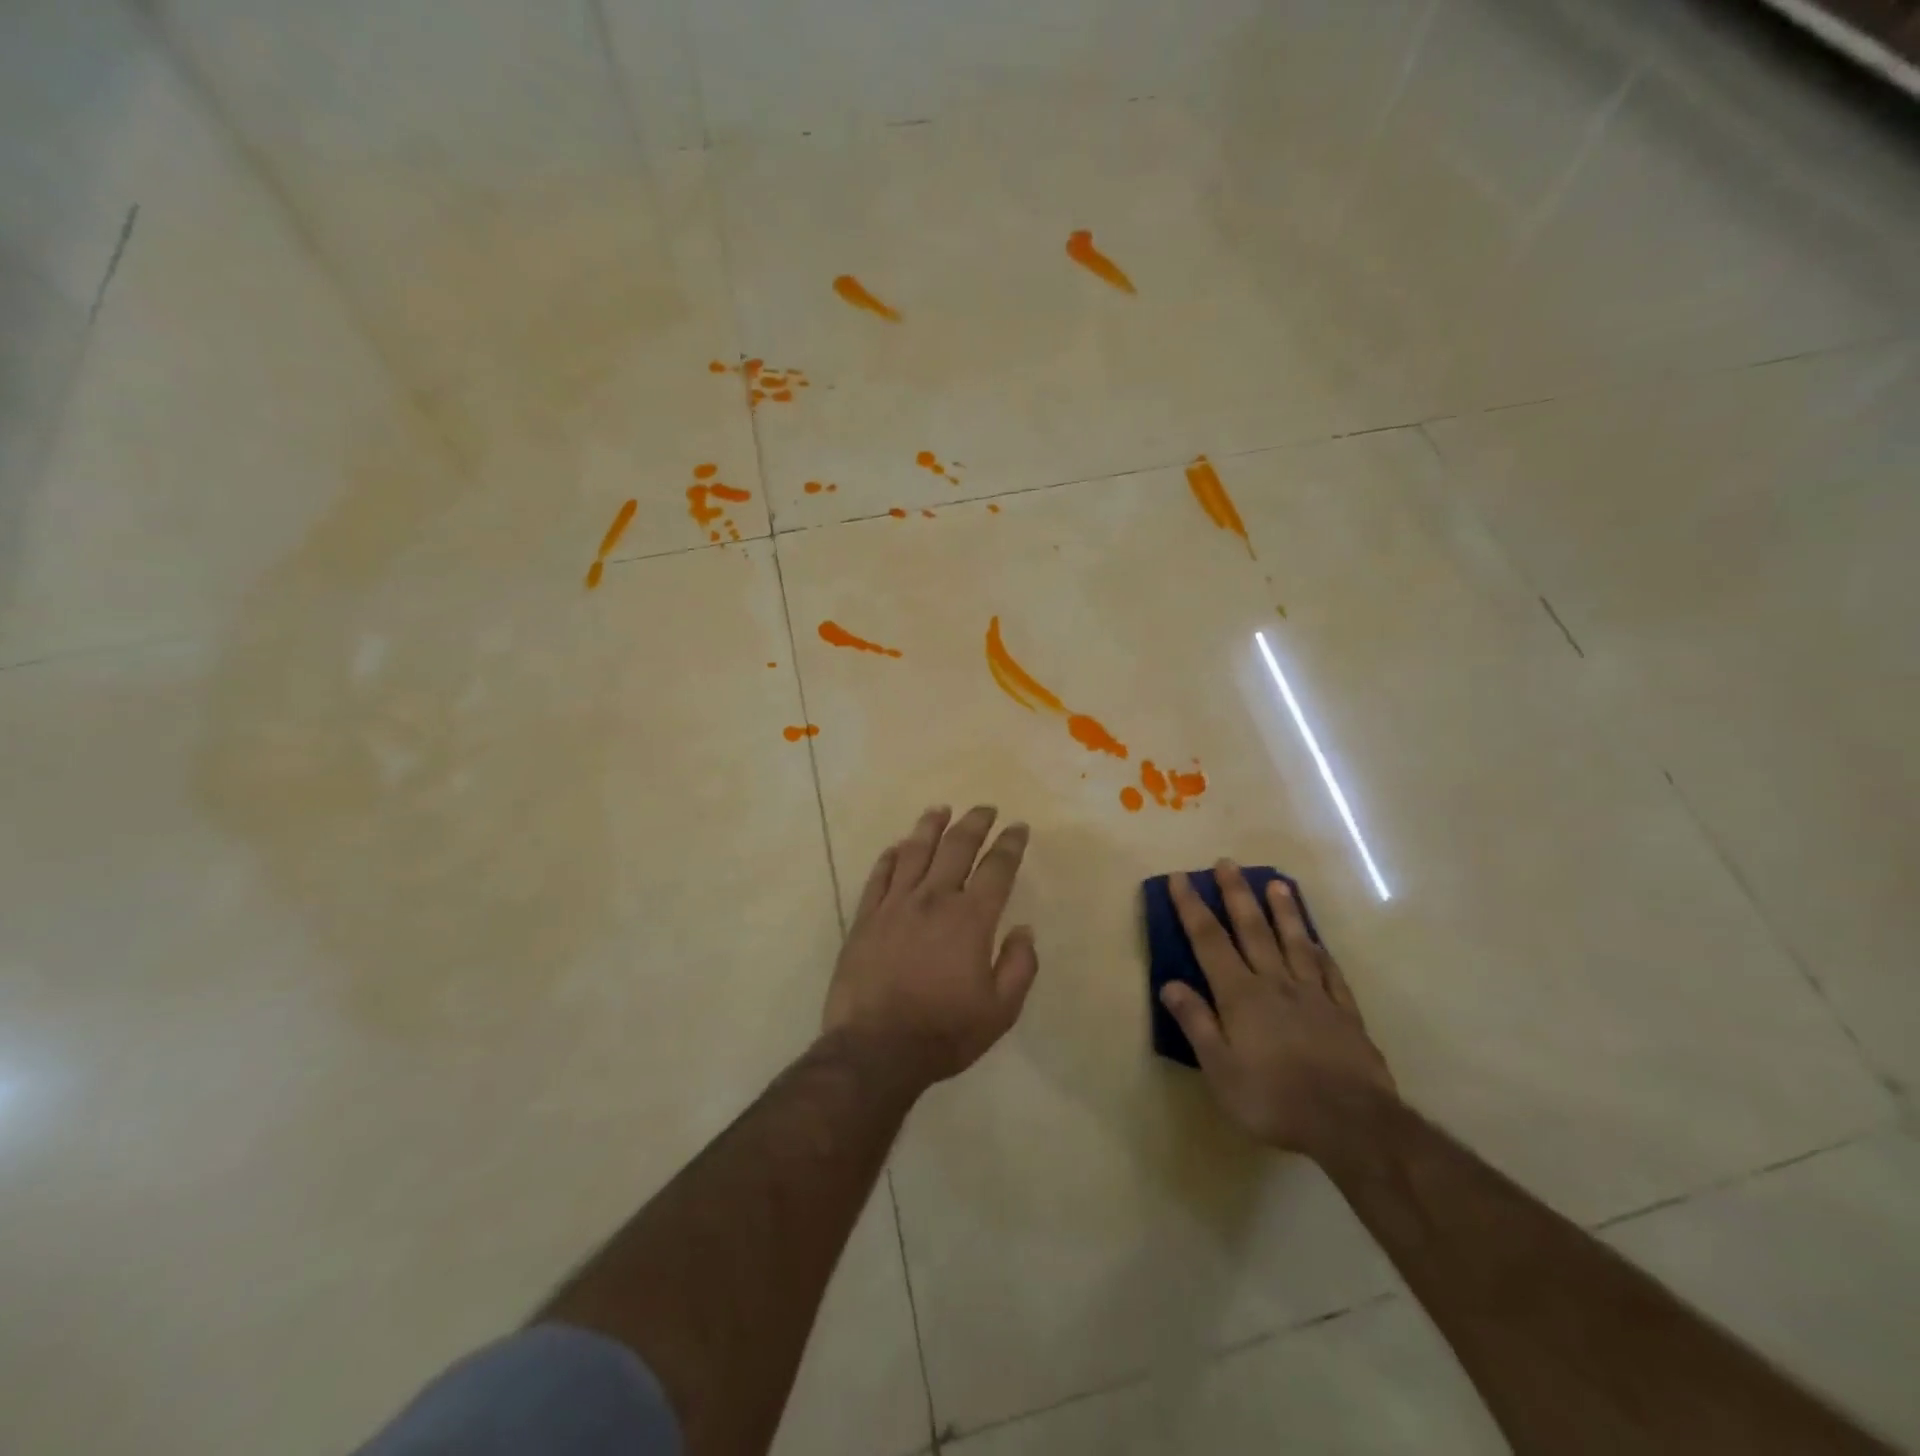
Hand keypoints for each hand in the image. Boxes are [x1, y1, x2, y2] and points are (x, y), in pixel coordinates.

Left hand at [823, 806, 1038, 1089]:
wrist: (875, 1049)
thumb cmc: (944, 1032)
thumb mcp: (1000, 1011)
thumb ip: (1019, 966)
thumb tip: (1023, 929)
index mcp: (970, 918)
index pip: (996, 868)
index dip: (1010, 844)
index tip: (1018, 827)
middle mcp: (933, 899)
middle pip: (957, 847)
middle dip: (974, 823)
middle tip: (985, 808)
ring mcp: (895, 905)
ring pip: (915, 851)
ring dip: (931, 827)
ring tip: (940, 810)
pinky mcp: (865, 918)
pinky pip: (879, 876)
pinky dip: (890, 856)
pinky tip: (897, 846)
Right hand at [1159, 862, 1395, 1156]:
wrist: (1351, 1124)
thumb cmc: (1274, 1099)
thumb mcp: (1220, 1069)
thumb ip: (1196, 1023)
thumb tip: (1170, 983)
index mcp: (1241, 995)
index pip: (1209, 941)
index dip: (1192, 908)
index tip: (1181, 878)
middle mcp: (1276, 983)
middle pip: (1253, 929)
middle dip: (1237, 894)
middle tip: (1228, 863)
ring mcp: (1314, 995)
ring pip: (1295, 942)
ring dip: (1284, 911)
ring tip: (1277, 883)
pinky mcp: (1345, 1014)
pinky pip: (1330, 973)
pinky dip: (1321, 952)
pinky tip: (1317, 941)